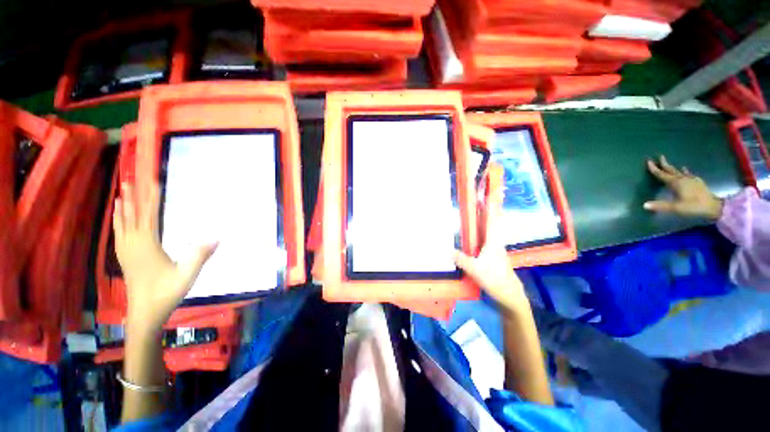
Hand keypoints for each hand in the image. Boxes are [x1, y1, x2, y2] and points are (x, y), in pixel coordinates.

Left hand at [114, 182, 215, 333]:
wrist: (144, 313)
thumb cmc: (166, 294)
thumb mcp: (187, 276)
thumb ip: (200, 255)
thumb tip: (217, 236)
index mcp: (147, 246)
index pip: (149, 216)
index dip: (151, 198)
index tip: (153, 182)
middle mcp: (132, 245)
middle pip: (131, 216)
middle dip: (132, 197)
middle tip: (129, 180)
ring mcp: (126, 252)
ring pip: (122, 224)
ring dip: (123, 207)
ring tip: (121, 193)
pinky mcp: (124, 258)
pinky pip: (119, 233)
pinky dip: (118, 221)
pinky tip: (117, 217)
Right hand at [454, 166, 527, 312]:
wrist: (510, 293)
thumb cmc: (495, 279)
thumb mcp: (475, 270)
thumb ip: (461, 259)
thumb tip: (446, 249)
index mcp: (493, 240)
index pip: (492, 217)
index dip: (492, 202)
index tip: (492, 188)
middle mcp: (496, 239)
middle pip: (493, 217)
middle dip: (490, 203)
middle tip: (484, 189)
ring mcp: (496, 245)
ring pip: (492, 224)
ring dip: (488, 212)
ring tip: (480, 202)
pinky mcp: (494, 251)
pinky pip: (489, 232)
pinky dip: (485, 224)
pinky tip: (479, 226)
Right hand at [644, 155, 722, 219]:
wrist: (713, 206)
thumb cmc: (693, 206)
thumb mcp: (676, 207)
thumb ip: (660, 206)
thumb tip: (644, 205)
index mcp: (676, 183)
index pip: (662, 175)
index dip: (654, 168)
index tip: (648, 161)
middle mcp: (682, 179)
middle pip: (671, 170)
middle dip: (664, 164)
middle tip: (659, 157)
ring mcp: (691, 179)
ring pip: (678, 171)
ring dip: (672, 167)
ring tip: (669, 163)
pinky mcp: (697, 182)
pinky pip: (688, 174)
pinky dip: (684, 171)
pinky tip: (684, 169)